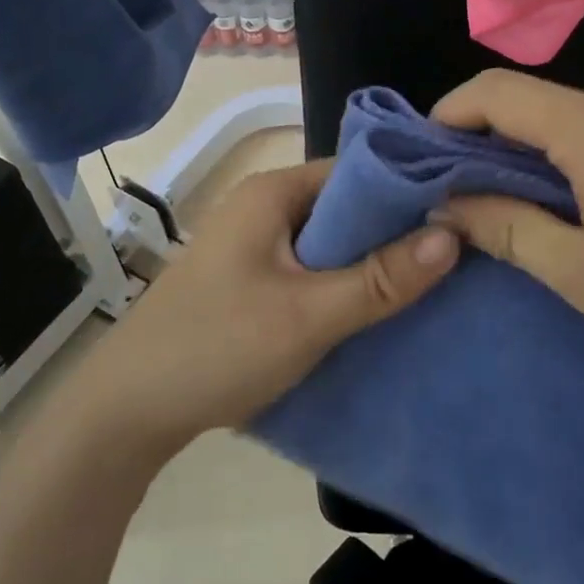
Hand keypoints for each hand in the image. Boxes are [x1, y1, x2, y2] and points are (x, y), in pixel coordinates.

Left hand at [73, 160, 459, 457]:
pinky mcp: (249, 280)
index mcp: (273, 192)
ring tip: (426, 285)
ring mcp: (253, 245)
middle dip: (393, 233)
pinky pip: (310, 269)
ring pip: (329, 242)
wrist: (124, 413)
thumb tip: (454, 234)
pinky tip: (375, 311)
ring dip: (369, 263)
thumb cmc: (217, 347)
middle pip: (345, 207)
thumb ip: (381, 277)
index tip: (459, 214)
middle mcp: (263, 207)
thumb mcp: (309, 315)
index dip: (407, 190)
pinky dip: (342, 284)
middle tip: (453, 257)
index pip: (357, 170)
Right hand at [432, 70, 583, 399]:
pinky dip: (570, 161)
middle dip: (486, 143)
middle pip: (533, 105)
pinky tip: (570, 206)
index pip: (497, 92)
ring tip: (508, 209)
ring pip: (569, 121)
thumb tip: (447, 203)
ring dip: (530, 156)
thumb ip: (508, 228)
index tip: (420, 159)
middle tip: (456, 196)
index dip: (448, 115)